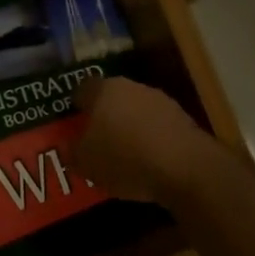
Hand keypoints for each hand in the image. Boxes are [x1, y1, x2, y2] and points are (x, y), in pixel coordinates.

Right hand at [71, 77, 218, 202]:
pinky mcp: (183, 119)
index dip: (76, 106)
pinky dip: (150, 139)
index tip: (73, 124)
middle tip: (96, 140)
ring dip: (129, 127)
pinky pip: (157, 127)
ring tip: (123, 154)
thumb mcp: (86, 163)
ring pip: (136, 111)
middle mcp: (133, 87)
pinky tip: (148, 161)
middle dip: (104, 116)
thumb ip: (72, 152)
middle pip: (112, 98)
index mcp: (104, 90)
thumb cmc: (125, 159)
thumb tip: (69, 147)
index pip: (83, 89)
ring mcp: (162, 101)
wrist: (185, 167)